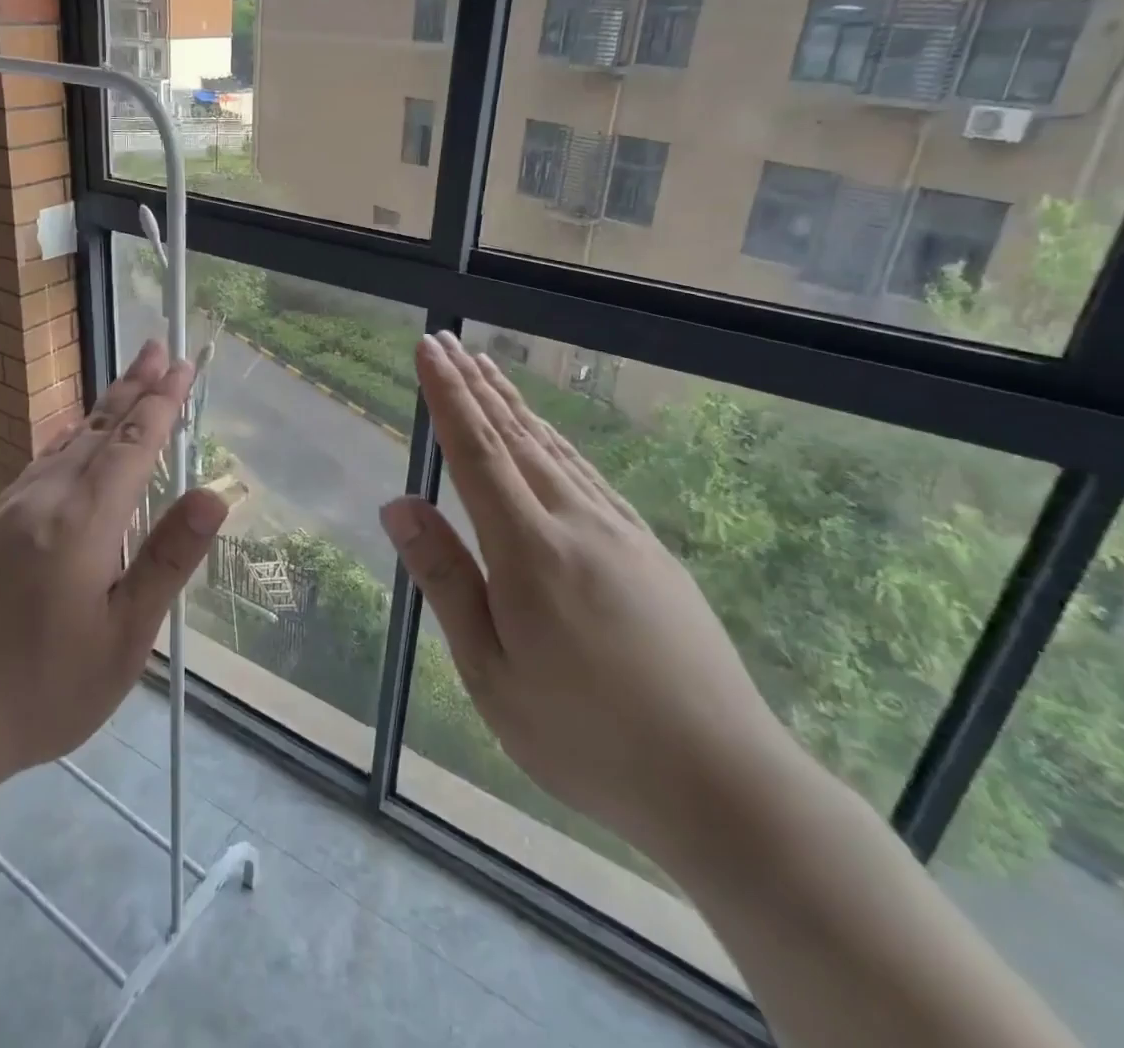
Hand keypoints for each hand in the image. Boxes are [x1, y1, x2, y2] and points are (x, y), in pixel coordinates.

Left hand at [0, 339, 228, 786]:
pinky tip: (72, 441)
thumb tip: (213, 495)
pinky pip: (40, 465)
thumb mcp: (124, 637)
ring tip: (127, 383)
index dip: (162, 403)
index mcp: (82, 521)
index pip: (133, 444)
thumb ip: (166, 559)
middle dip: (133, 387)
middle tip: (157, 348)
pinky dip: (69, 439)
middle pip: (98, 429)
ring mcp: (9, 510)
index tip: (183, 366)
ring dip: (103, 409)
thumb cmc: (43, 688)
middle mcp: (44, 500)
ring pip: (66, 443)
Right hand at [380, 333, 797, 867]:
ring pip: (555, 448)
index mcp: (530, 550)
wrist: (724, 782)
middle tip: (449, 342)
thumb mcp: (492, 673)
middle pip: (517, 436)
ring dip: (515, 404)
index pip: (477, 452)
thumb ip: (447, 580)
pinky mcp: (649, 548)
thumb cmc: (586, 737)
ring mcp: (620, 531)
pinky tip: (548, 436)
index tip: (428, 348)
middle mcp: (576, 522)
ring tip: (488, 368)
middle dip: (476, 385)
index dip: (448, 396)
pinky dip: (556, 440)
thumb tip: (399, 505)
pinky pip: (588, 474)